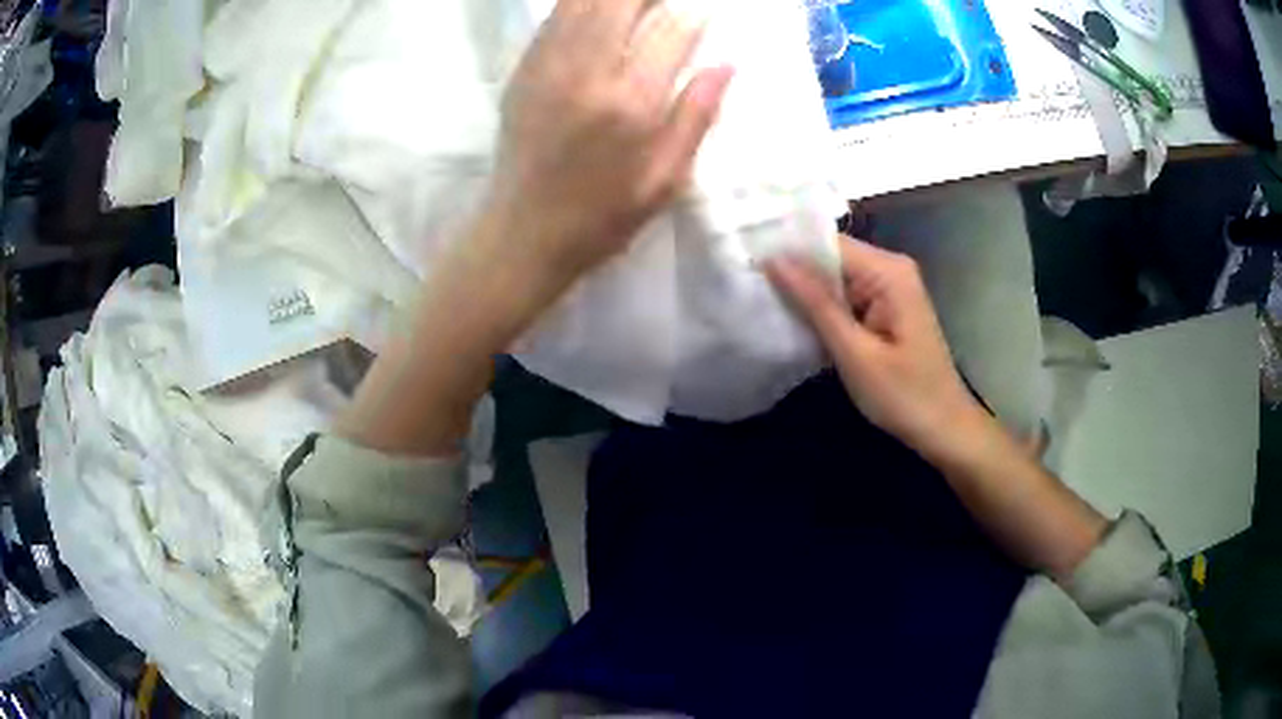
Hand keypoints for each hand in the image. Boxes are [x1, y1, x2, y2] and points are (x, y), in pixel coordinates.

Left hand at [488, 0, 733, 282]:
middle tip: (666, 8)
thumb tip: (726, 64)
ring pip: (584, 1)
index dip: (694, 14)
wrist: (524, 233)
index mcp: (631, 103)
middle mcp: (587, 72)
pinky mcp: (523, 69)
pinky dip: (581, 5)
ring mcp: (548, 66)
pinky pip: (554, 16)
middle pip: (622, 0)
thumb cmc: (603, 215)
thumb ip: (697, 116)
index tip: (705, 16)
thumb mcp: (666, 179)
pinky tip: (600, 12)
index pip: (672, 28)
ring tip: (637, 8)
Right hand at [766, 236, 985, 460]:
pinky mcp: (885, 308)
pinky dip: (822, 309)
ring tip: (759, 301)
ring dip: (804, 293)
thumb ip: (816, 304)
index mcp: (888, 271)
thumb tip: (775, 260)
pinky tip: (793, 320)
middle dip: (793, 272)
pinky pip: (845, 297)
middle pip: (831, 257)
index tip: (745, 262)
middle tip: (746, 286)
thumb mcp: (854, 353)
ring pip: (835, 278)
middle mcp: (890, 268)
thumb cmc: (904, 395)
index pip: (827, 243)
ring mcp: (889, 288)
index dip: (787, 250)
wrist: (944, 428)